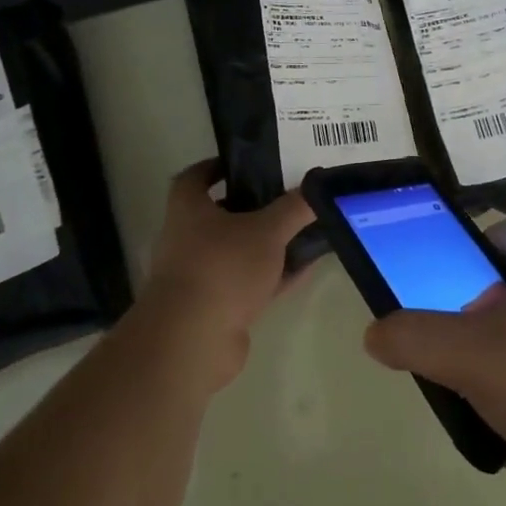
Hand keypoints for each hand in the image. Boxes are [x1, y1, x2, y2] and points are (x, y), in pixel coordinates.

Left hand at [137, 160, 312, 390]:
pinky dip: (275, 275)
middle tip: (287, 195)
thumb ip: (294, 208)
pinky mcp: (217, 308)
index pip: (195, 178)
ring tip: (304, 230)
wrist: (193, 341)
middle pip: (221, 215)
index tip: (246, 163)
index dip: (217, 167)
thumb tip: (318, 186)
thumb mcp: (267, 230)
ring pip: (239, 251)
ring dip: (267, 243)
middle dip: (253, 206)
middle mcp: (188, 239)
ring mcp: (201, 276)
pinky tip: (306, 268)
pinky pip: (250, 283)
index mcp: (189, 210)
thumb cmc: (223, 268)